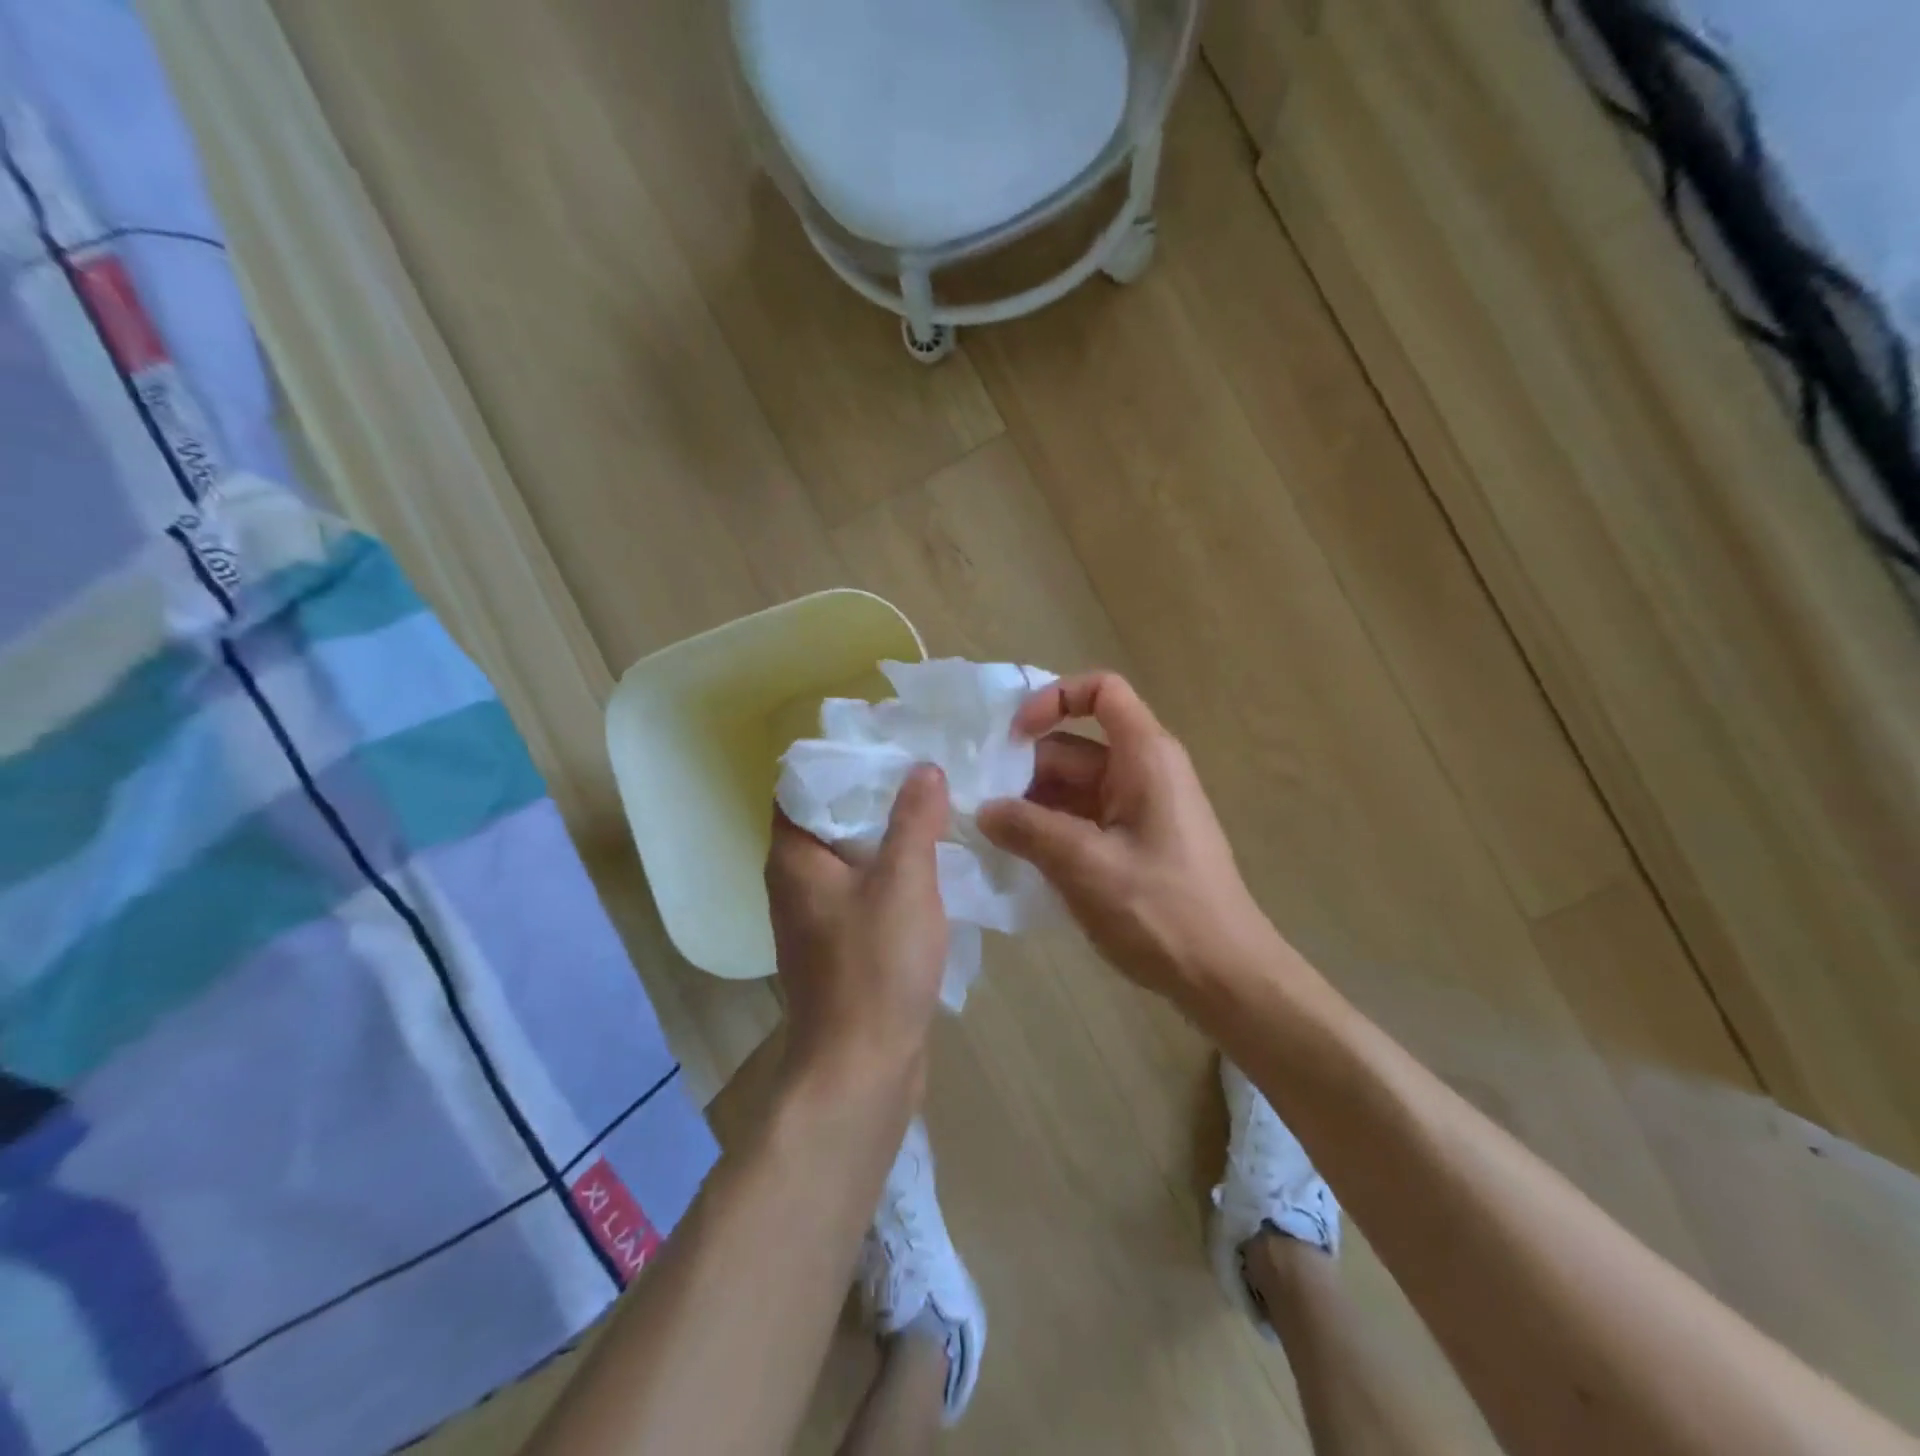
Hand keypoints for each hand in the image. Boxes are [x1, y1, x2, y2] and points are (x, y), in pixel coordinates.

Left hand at [764, 765, 950, 1099]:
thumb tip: (924, 768)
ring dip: (888, 834)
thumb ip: (914, 819)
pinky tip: (934, 865)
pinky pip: (865, 890)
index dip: (841, 760)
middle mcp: (795, 881)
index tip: (889, 744)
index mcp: (794, 857)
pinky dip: (893, 872)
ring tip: (937, 808)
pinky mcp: (841, 944)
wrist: (862, 1067)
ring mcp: (817, 916)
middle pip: (830, 817)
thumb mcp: (904, 881)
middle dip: (876, 794)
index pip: (800, 784)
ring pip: (851, 856)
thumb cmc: (876, 966)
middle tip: (926, 771)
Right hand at [978, 672, 1272, 1002]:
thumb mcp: (1085, 865)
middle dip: (1025, 770)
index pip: (1101, 691)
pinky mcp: (1133, 842)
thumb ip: (1028, 829)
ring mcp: (1139, 809)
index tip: (1014, 738)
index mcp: (1145, 757)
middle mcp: (1143, 772)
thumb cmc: (1161, 911)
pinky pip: (1083, 819)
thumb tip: (984, 810)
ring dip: (1032, 806)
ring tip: (990, 836)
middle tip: (979, 805)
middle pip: (1073, 747)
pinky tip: (1018, 858)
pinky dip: (1051, 830)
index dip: (1054, 699)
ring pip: (1073, 787)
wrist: (1224, 976)